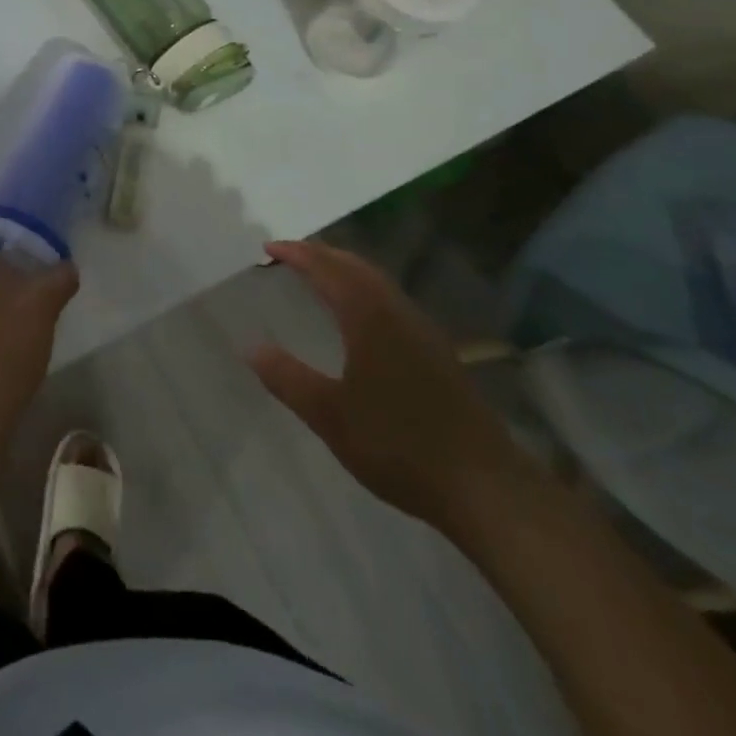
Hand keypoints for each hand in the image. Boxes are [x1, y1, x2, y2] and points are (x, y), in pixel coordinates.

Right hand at [248, 240, 536, 532]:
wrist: (484, 486)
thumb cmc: (398, 445)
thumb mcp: (330, 415)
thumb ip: (288, 378)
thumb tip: (251, 347)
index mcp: (369, 318)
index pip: (328, 270)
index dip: (297, 254)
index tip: (269, 248)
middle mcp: (397, 313)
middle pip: (356, 266)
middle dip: (322, 254)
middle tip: (290, 253)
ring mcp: (422, 332)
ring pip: (378, 282)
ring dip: (346, 269)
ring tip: (319, 274)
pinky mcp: (437, 353)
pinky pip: (391, 300)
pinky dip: (364, 289)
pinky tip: (360, 314)